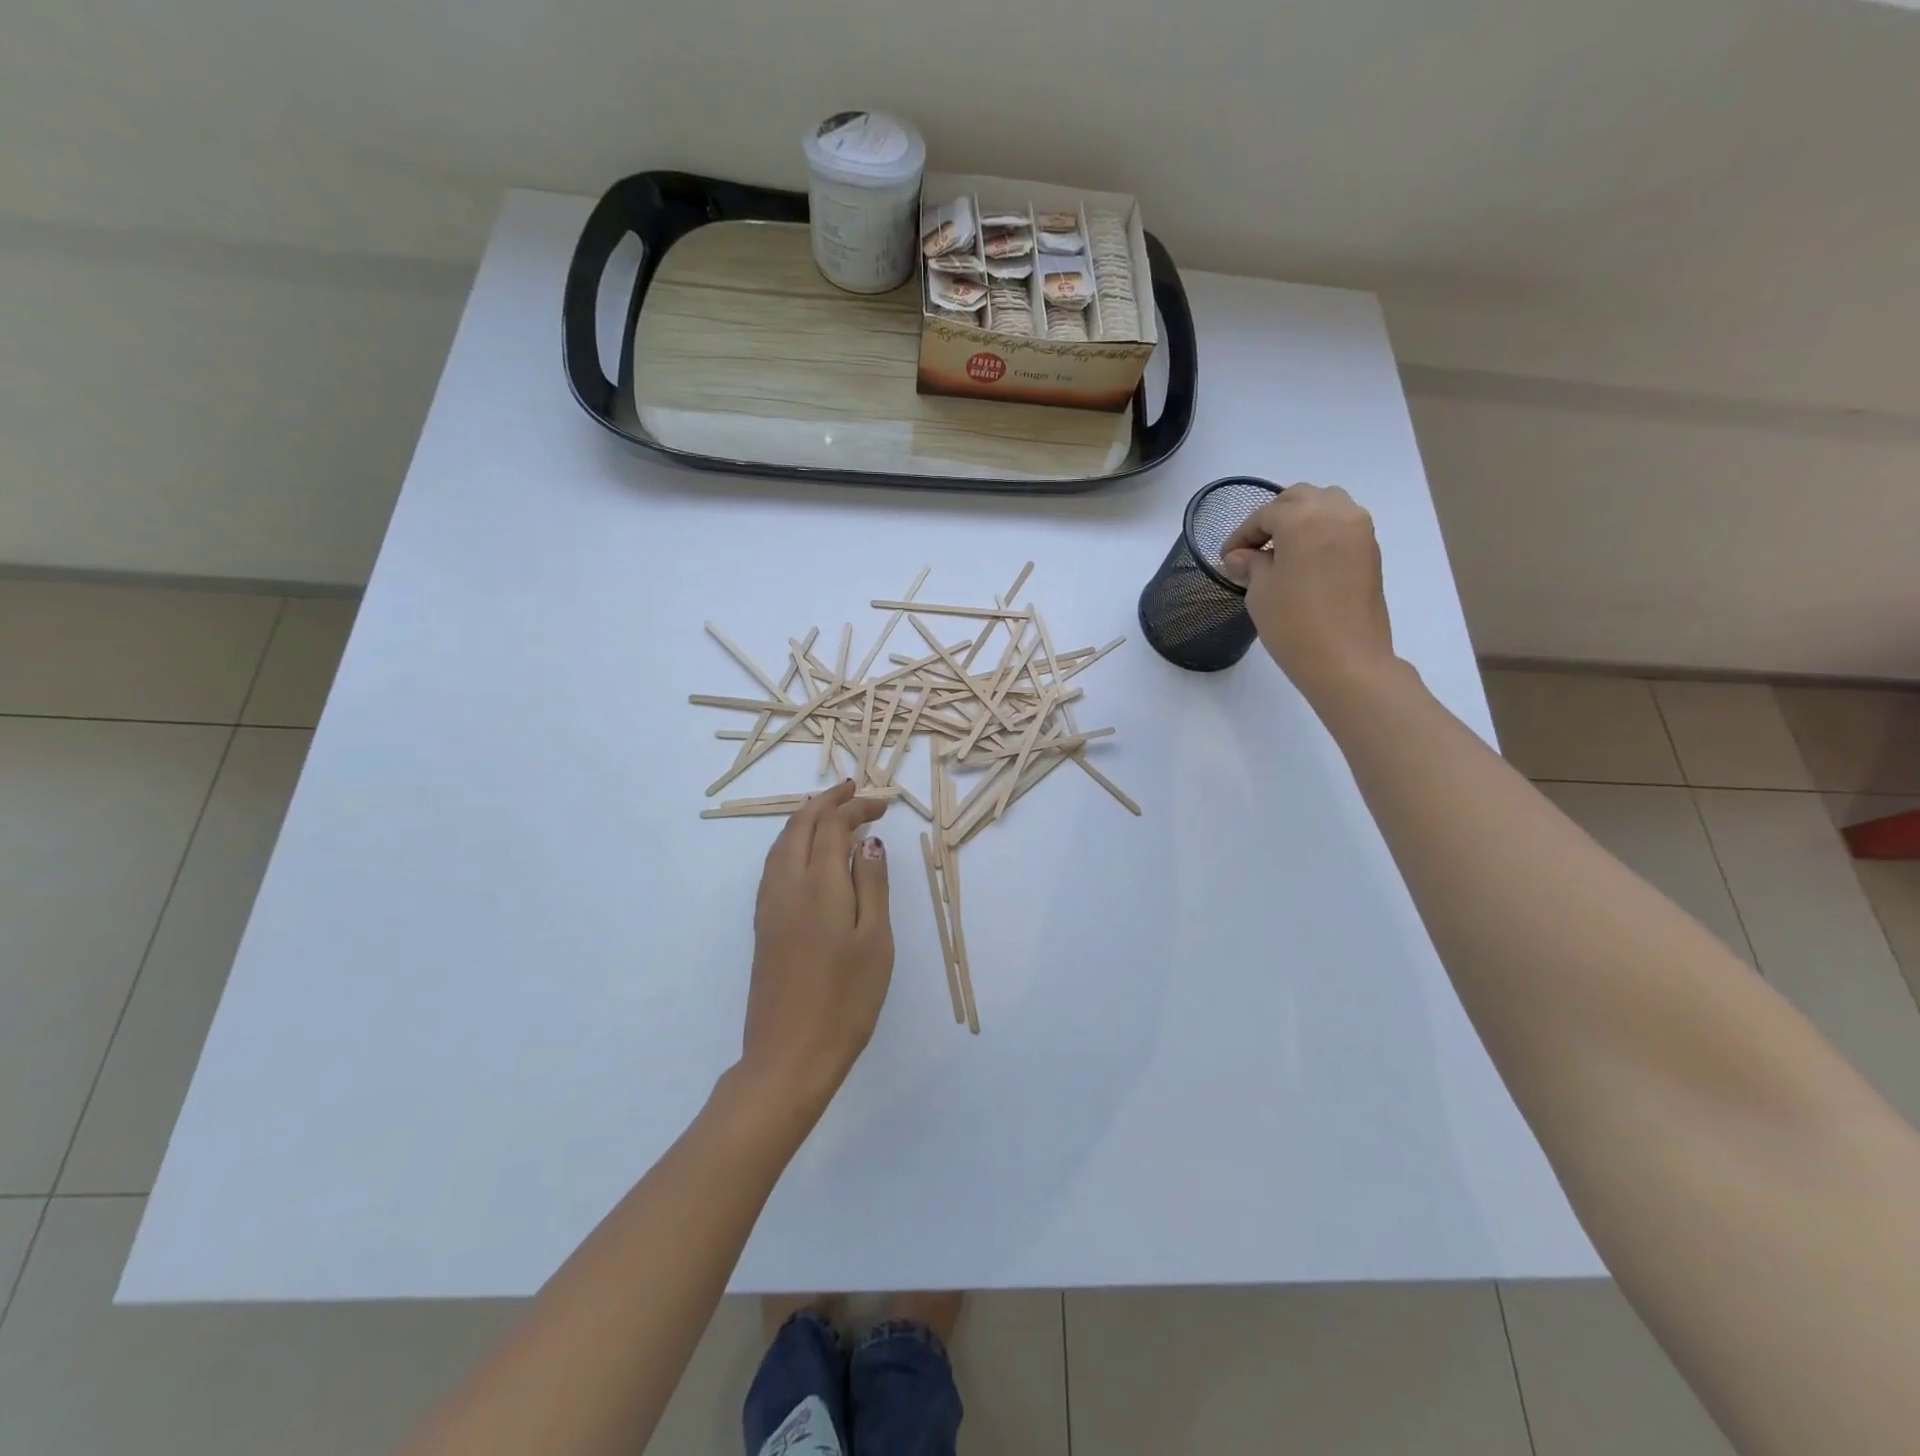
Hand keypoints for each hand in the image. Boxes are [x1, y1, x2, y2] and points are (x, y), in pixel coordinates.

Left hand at [740, 780, 893, 1110]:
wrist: (789, 1056)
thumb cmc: (845, 1001)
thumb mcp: (875, 941)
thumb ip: (872, 885)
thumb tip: (868, 841)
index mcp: (819, 886)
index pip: (832, 826)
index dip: (856, 808)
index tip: (881, 805)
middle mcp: (786, 885)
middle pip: (799, 825)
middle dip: (826, 802)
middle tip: (853, 790)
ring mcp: (769, 906)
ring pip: (781, 843)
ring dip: (805, 818)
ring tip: (829, 811)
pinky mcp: (763, 925)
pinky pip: (774, 864)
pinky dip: (791, 842)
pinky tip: (805, 853)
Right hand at [1220, 483, 1394, 700]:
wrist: (1346, 660)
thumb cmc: (1294, 624)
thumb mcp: (1260, 591)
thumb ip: (1251, 565)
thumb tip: (1242, 556)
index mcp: (1303, 518)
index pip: (1265, 514)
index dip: (1242, 535)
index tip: (1227, 557)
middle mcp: (1336, 513)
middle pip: (1299, 498)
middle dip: (1272, 517)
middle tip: (1253, 547)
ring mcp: (1359, 530)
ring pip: (1325, 505)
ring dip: (1300, 519)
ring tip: (1281, 550)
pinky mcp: (1371, 551)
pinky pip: (1341, 525)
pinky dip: (1320, 532)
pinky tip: (1303, 560)